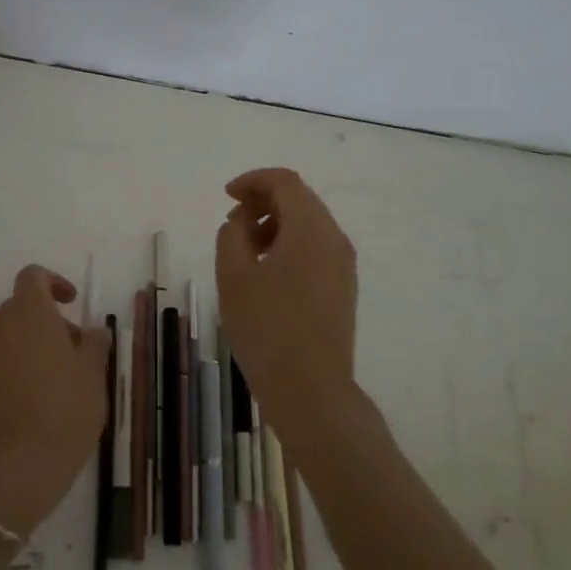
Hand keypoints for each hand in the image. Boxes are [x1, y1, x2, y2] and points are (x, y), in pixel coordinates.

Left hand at [0, 264, 111, 538]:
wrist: (18, 464)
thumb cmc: (65, 409)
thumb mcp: (93, 374)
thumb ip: (94, 343)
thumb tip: (93, 331)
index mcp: (30, 314)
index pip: (32, 277)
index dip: (53, 283)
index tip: (72, 303)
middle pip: (19, 308)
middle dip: (45, 320)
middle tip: (73, 350)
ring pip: (5, 338)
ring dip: (27, 346)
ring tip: (54, 381)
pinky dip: (11, 371)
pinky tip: (30, 402)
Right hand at [214, 168, 359, 451]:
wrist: (311, 389)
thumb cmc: (266, 328)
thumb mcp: (233, 276)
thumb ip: (232, 234)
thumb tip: (241, 221)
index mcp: (310, 229)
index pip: (285, 182)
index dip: (253, 180)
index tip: (226, 196)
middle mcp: (335, 239)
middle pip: (300, 199)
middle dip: (263, 201)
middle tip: (232, 221)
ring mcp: (344, 265)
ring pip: (309, 224)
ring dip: (275, 223)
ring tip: (245, 249)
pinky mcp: (343, 287)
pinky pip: (316, 247)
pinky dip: (290, 244)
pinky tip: (266, 271)